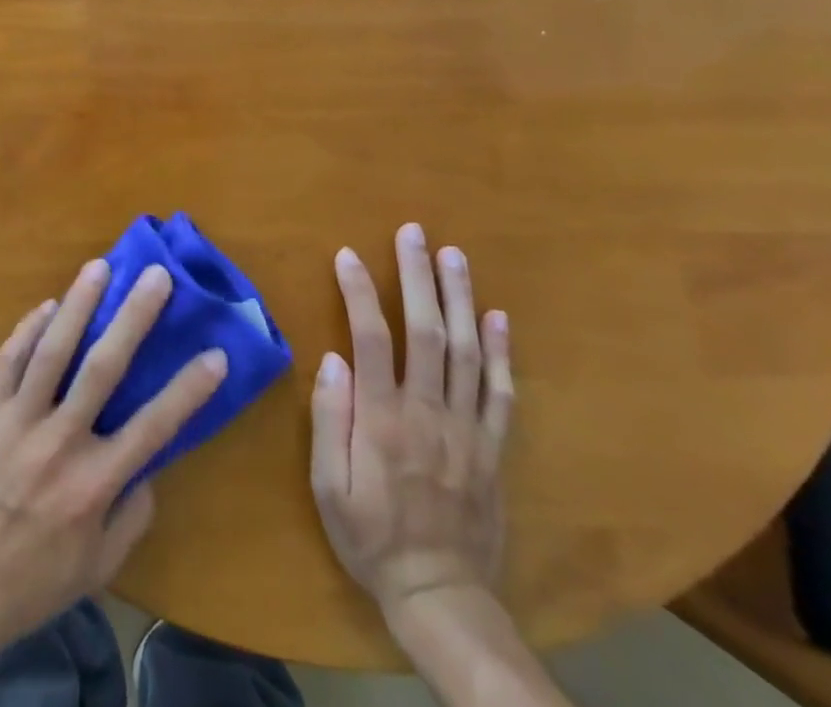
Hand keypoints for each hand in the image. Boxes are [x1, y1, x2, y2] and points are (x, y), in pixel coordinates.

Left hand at [0, 257, 229, 651]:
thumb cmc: (29, 583)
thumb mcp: (94, 569)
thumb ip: (130, 519)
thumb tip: (150, 469)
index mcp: (95, 484)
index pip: (153, 426)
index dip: (188, 389)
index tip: (216, 353)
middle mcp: (60, 442)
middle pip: (104, 368)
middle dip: (134, 317)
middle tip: (155, 275)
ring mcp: (17, 422)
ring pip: (53, 350)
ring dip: (79, 304)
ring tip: (99, 267)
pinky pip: (8, 360)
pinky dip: (28, 330)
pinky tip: (47, 306)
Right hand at [310, 224, 514, 612]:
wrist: (441, 597)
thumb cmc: (371, 537)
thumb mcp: (328, 488)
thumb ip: (330, 420)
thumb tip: (333, 358)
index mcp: (383, 420)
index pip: (372, 339)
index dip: (360, 292)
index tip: (348, 254)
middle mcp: (428, 413)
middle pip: (427, 332)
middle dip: (419, 277)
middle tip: (414, 232)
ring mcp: (467, 429)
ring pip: (467, 351)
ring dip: (460, 298)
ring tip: (453, 255)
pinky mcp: (493, 448)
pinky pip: (501, 393)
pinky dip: (501, 352)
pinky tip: (498, 317)